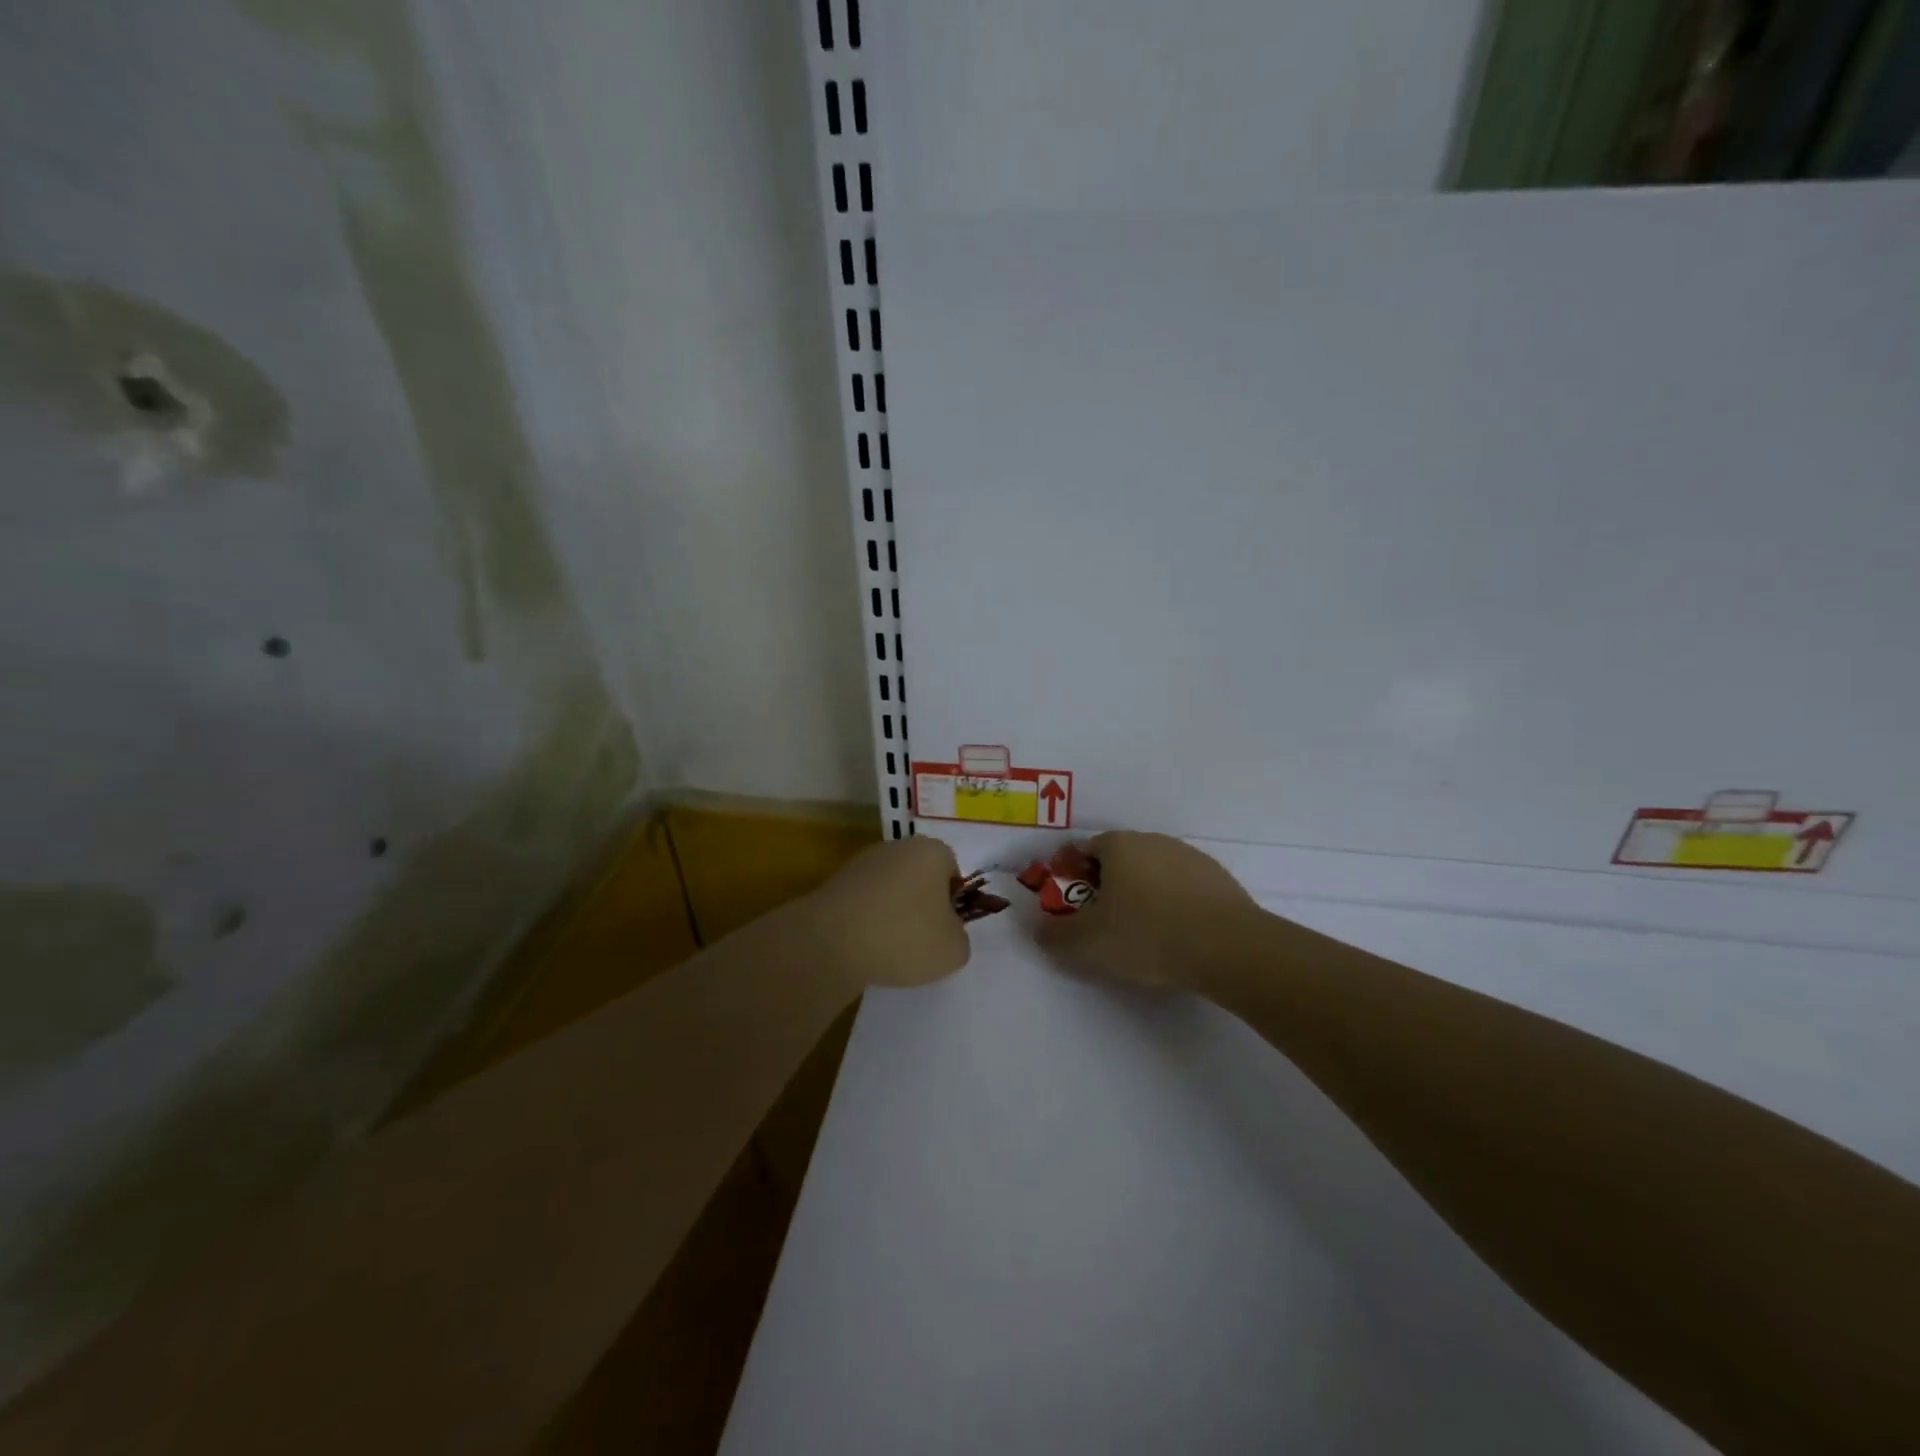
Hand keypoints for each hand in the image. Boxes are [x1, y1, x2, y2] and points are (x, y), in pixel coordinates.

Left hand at [802, 835, 970, 989]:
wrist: (831, 942)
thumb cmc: (904, 936)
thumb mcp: (953, 950)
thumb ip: (959, 938)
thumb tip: (945, 933)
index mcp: (931, 851)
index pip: (952, 870)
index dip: (953, 900)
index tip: (945, 928)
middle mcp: (896, 847)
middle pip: (919, 877)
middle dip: (922, 906)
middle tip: (922, 941)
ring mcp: (861, 864)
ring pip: (890, 891)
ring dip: (893, 915)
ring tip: (890, 950)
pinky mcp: (835, 884)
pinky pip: (863, 905)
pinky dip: (867, 923)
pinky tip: (864, 948)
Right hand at [1037, 832, 1261, 989]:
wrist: (1228, 947)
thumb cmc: (1148, 934)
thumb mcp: (1088, 942)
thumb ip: (1055, 935)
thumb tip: (1038, 929)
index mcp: (1120, 845)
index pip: (1085, 849)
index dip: (1072, 874)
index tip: (1071, 904)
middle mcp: (1154, 841)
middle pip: (1119, 858)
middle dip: (1106, 885)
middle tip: (1101, 921)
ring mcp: (1190, 857)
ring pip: (1153, 872)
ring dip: (1142, 893)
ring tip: (1140, 932)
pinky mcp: (1218, 879)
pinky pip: (1182, 888)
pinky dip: (1172, 904)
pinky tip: (1175, 934)